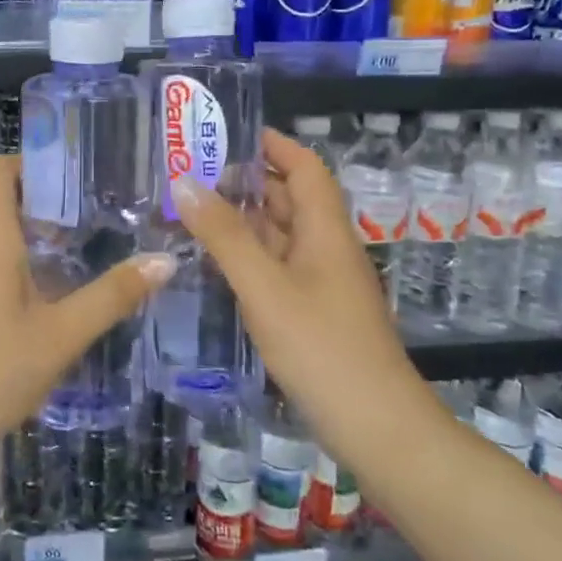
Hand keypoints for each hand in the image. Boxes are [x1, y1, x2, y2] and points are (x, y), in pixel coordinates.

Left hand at [0, 155, 176, 488]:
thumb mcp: (60, 337)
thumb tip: (164, 260)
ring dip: (27, 251)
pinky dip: (6, 279)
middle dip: (43, 214)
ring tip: (71, 276)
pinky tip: (33, 319)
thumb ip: (111, 297)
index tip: (69, 183)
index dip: (28, 164)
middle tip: (91, 233)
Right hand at [170, 128, 423, 450]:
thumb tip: (184, 182)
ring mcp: (323, 282)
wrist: (377, 428)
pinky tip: (216, 262)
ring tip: (193, 211)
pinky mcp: (315, 311)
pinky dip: (249, 255)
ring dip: (244, 219)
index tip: (227, 133)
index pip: (303, 166)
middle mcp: (327, 247)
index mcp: (325, 229)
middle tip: (192, 174)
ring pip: (281, 234)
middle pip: (289, 197)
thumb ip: (224, 235)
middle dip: (246, 180)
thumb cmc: (322, 348)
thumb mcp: (265, 287)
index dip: (272, 144)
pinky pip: (279, 266)